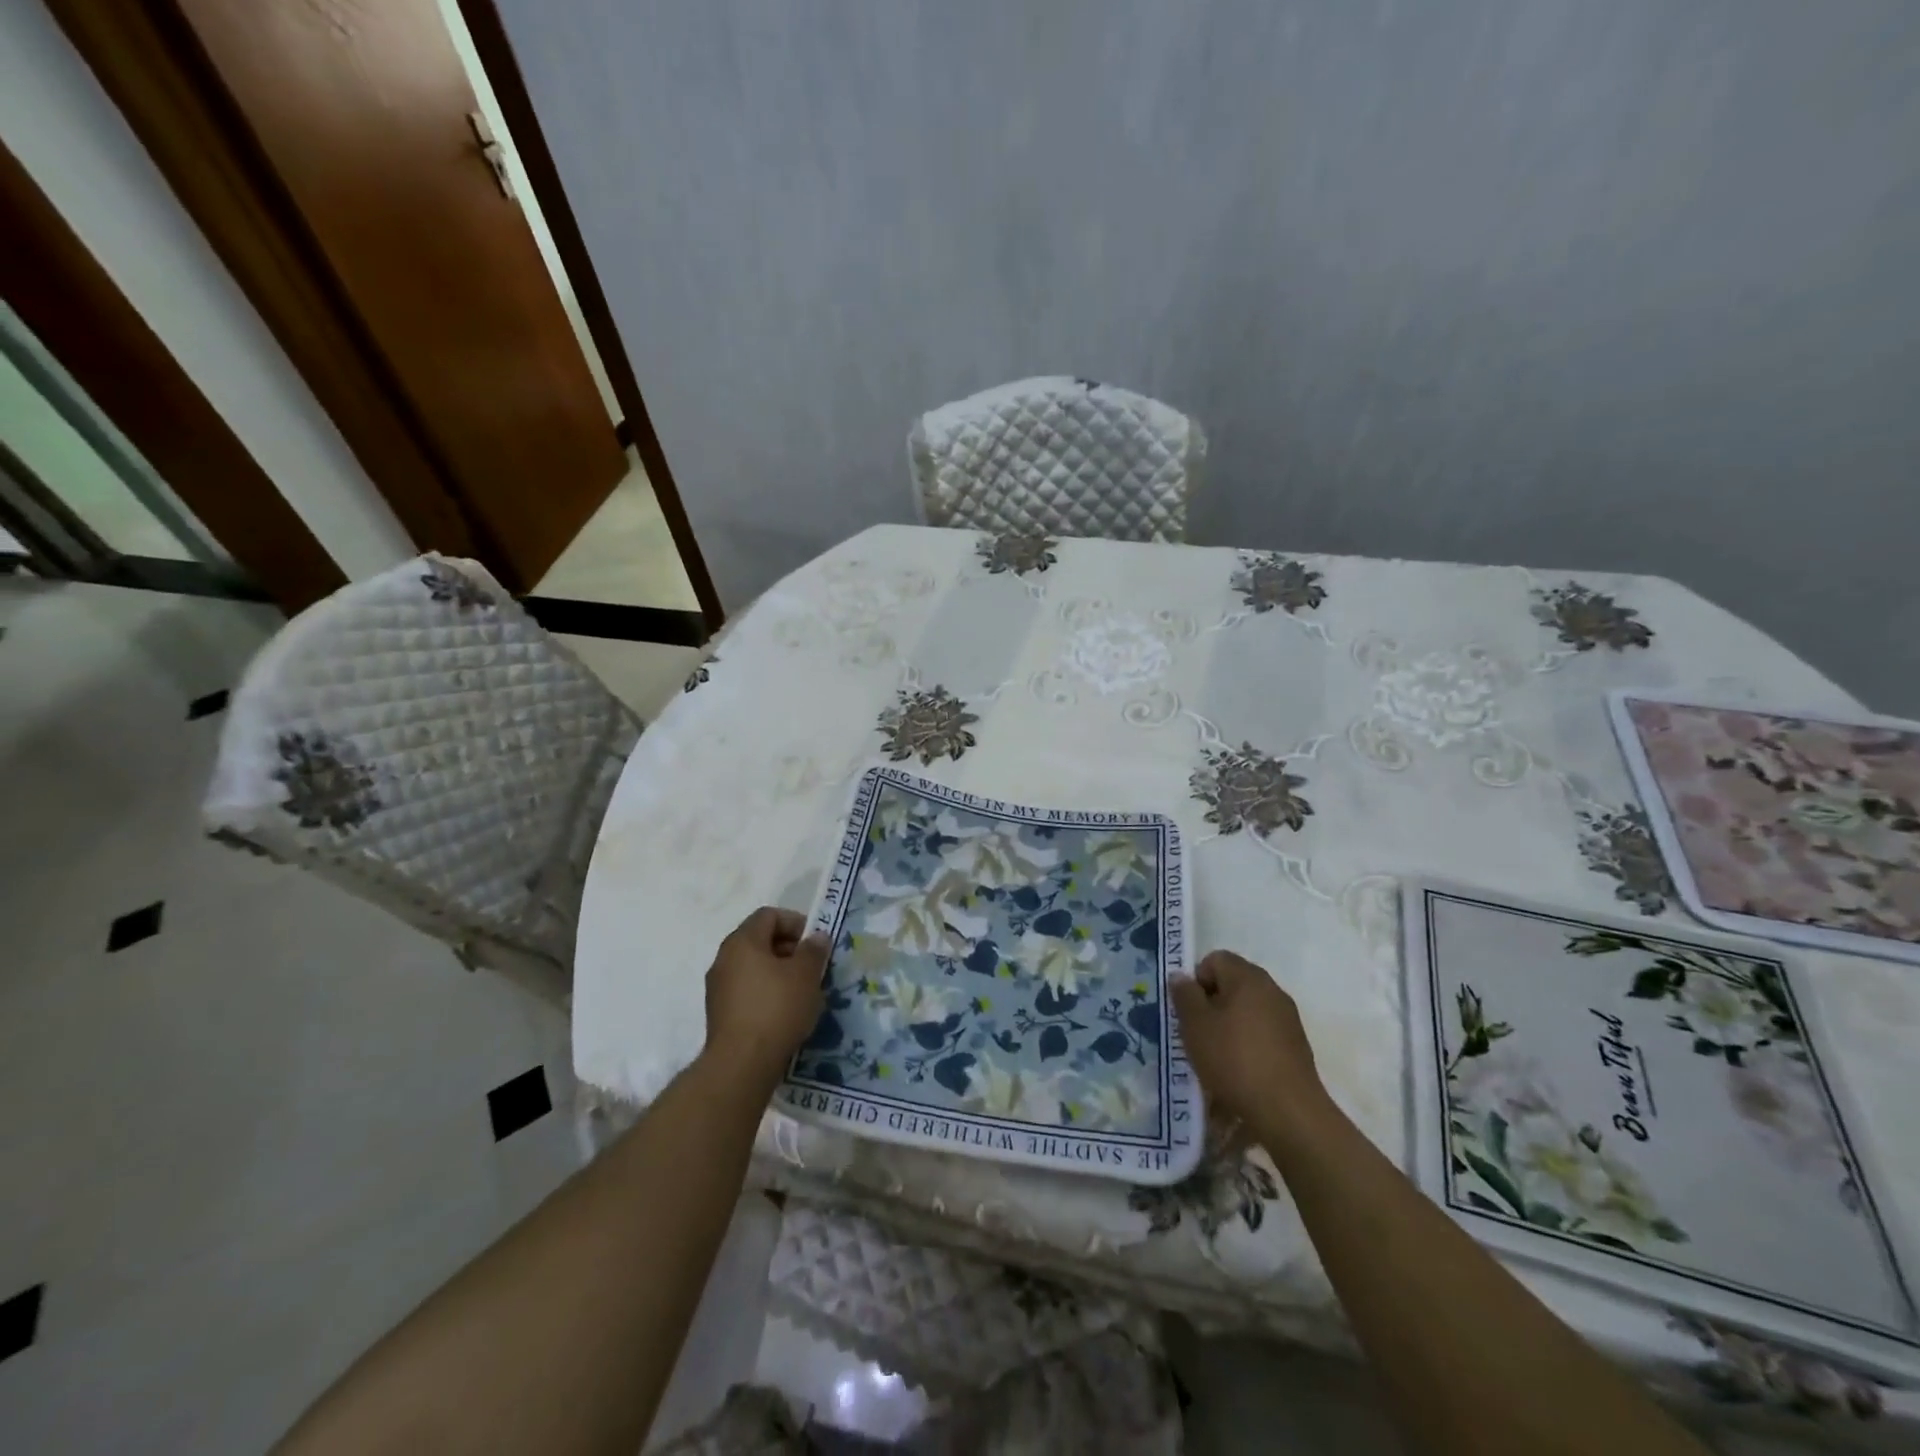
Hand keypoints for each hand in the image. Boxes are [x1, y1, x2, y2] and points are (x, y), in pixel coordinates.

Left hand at [700, 907, 828, 1089]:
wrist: (741, 1064)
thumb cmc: (777, 1008)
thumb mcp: (806, 975)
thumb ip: (813, 950)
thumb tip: (816, 937)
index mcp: (742, 941)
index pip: (769, 915)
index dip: (795, 922)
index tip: (815, 942)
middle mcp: (724, 958)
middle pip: (759, 940)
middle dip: (789, 949)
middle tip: (812, 966)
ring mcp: (718, 987)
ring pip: (753, 967)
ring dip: (778, 972)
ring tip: (802, 991)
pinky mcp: (719, 1013)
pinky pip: (747, 990)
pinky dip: (766, 992)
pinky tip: (785, 1011)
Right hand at [1172, 950, 1331, 1146]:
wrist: (1288, 1112)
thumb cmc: (1234, 1060)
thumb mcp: (1195, 1025)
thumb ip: (1184, 995)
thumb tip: (1181, 976)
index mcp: (1248, 977)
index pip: (1215, 959)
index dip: (1197, 980)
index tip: (1190, 1011)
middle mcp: (1272, 990)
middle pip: (1233, 984)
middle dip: (1212, 1005)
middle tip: (1198, 1033)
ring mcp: (1288, 1019)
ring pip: (1247, 1011)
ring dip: (1229, 1026)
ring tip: (1217, 1057)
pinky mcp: (1296, 1046)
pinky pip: (1263, 1034)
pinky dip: (1248, 1045)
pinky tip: (1240, 1072)